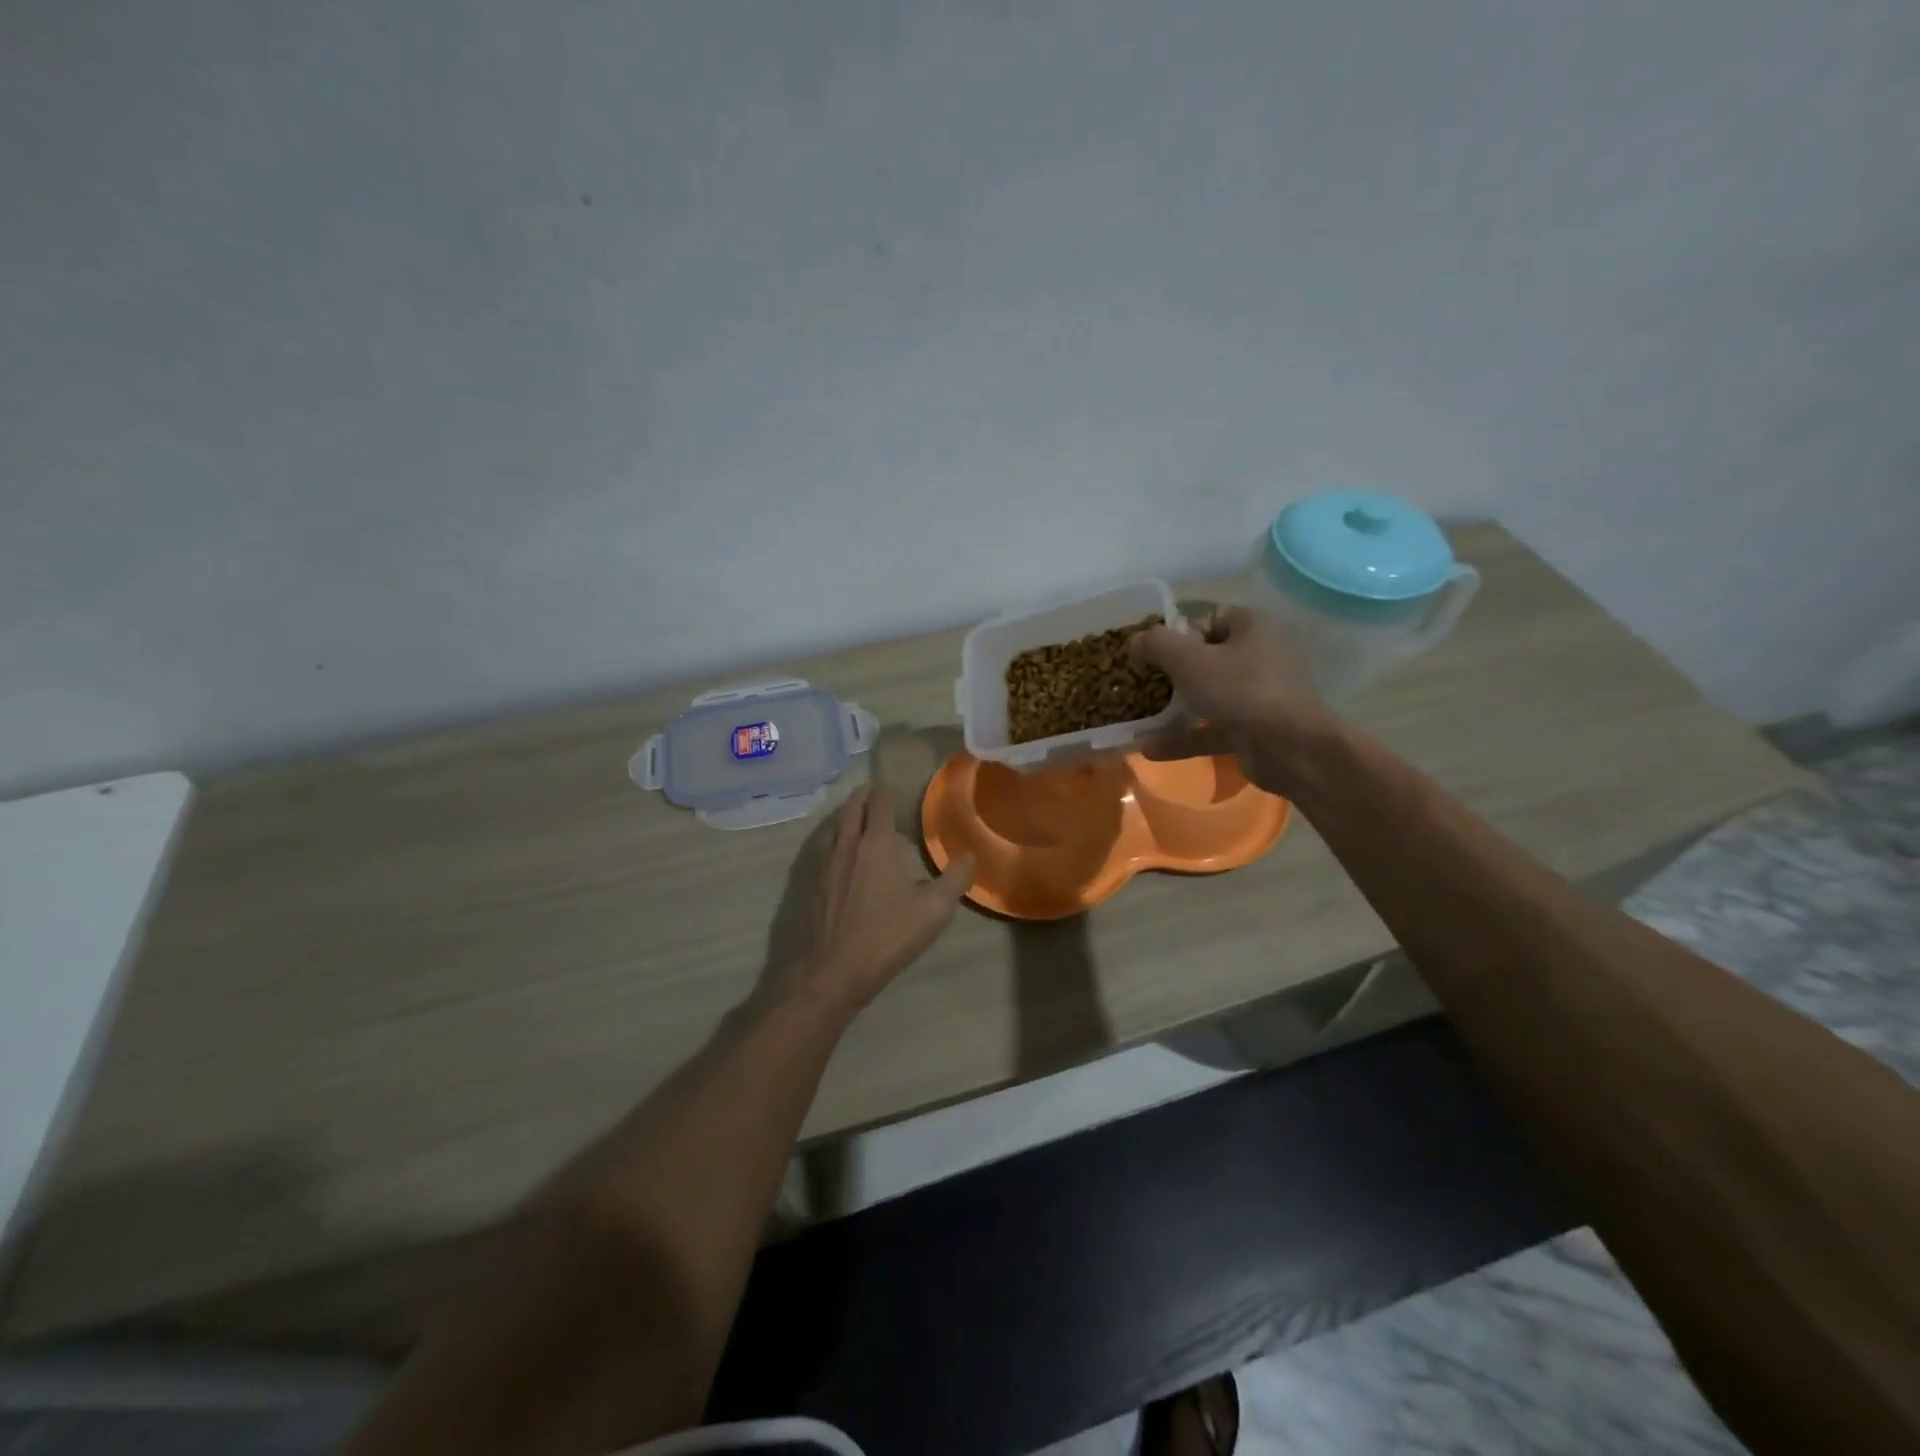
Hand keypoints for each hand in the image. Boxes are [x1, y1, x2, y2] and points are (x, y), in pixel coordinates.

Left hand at [758, 785, 974, 1020]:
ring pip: (832, 825)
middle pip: (851, 808)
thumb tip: (968, 855)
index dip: (885, 792)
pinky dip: (832, 837)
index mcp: (875, 844)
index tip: (892, 789)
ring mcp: (823, 864)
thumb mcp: (934, 910)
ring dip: (845, 815)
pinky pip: (822, 846)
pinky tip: (838, 853)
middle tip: (874, 794)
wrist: (830, 972)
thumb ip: (955, 878)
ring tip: (856, 817)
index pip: (879, 803)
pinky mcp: (809, 884)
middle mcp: (846, 844)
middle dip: (863, 797)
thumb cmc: (886, 936)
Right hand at [1130, 606, 1337, 796]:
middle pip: (1207, 658)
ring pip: (1209, 696)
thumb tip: (1136, 639)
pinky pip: (1212, 729)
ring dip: (1174, 709)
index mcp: (1252, 627)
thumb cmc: (1241, 690)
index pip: (1211, 619)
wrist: (1291, 749)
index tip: (1151, 650)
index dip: (1179, 632)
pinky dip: (1184, 737)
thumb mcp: (1190, 660)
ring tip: (1138, 716)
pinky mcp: (1254, 730)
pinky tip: (1149, 749)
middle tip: (1140, 682)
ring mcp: (1258, 696)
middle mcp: (1260, 656)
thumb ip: (1157, 644)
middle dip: (1172, 672)